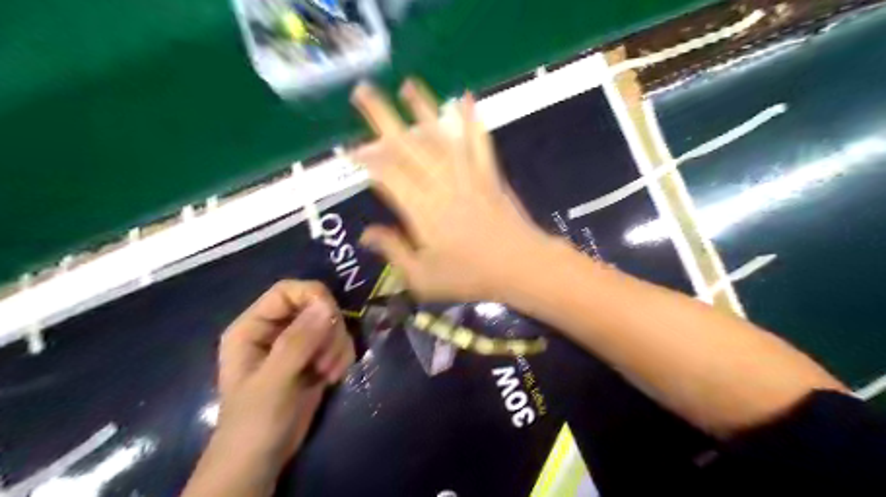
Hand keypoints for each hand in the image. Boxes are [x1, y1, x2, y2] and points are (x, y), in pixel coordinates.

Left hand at [215, 282, 354, 467]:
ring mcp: (298, 343)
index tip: (332, 318)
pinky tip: (332, 378)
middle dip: (329, 330)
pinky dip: (342, 357)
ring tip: (327, 373)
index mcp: (253, 326)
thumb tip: (327, 305)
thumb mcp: (273, 381)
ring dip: (337, 347)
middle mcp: (277, 329)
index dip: (313, 297)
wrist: (262, 460)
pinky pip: (339, 342)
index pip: (288, 291)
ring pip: (331, 324)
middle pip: (316, 305)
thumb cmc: (255, 421)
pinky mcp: (315, 357)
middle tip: (326, 359)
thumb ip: (298, 342)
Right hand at [351, 79, 550, 299]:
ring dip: (423, 108)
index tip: (351, 149)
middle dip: (383, 117)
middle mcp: (441, 184)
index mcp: (421, 210)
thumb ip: (393, 251)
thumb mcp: (423, 277)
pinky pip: (478, 142)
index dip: (367, 160)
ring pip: (440, 136)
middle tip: (364, 91)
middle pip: (407, 145)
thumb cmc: (470, 277)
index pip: (387, 175)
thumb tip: (365, 234)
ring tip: (408, 84)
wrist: (521, 266)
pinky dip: (470, 120)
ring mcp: (467, 176)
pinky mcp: (489, 175)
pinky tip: (465, 98)